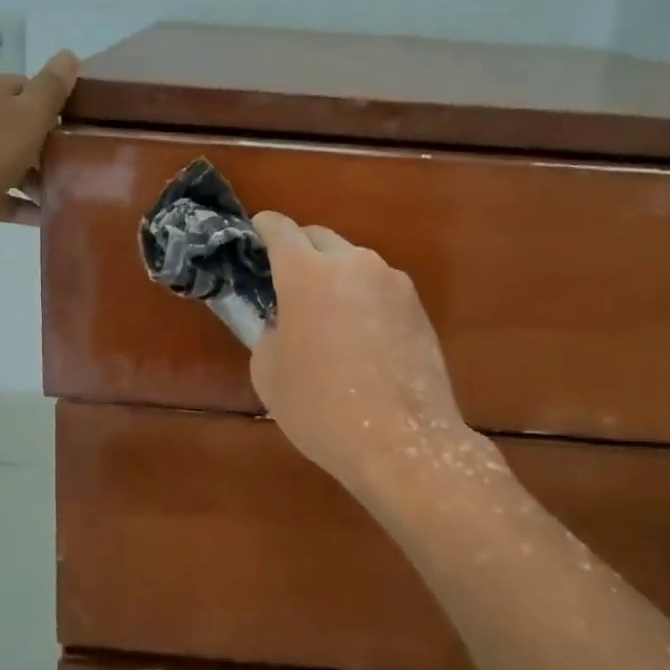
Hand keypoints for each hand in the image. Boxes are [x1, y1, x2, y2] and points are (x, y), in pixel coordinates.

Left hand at [0, 51, 79, 254]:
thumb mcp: (30, 113)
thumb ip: (52, 86)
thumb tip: (69, 55)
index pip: (19, 87)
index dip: (48, 108)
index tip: (68, 132)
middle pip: (7, 124)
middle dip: (38, 146)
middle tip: (66, 164)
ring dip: (27, 176)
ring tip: (56, 193)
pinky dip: (11, 199)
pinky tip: (38, 214)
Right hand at [249, 212, 475, 496]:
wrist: (402, 442)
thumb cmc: (320, 407)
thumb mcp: (268, 372)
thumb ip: (265, 330)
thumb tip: (278, 320)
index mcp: (306, 272)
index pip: (278, 228)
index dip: (261, 230)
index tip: (252, 244)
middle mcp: (353, 263)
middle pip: (318, 237)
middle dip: (298, 252)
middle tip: (286, 288)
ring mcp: (392, 282)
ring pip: (353, 262)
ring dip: (334, 276)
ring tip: (328, 318)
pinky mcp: (417, 306)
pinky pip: (379, 288)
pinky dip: (363, 299)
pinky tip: (362, 339)